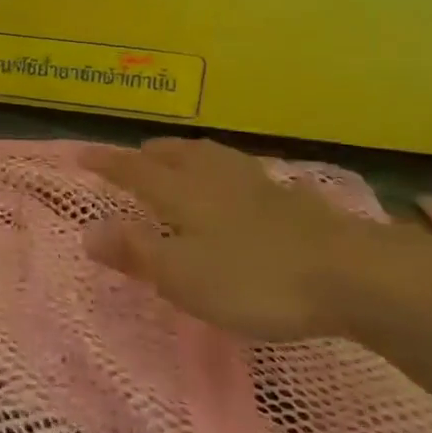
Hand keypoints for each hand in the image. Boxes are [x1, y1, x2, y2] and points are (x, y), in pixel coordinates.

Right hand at [80, 139, 380, 340]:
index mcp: (182, 193)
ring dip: (183, 154)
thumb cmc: (254, 278)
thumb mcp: (183, 276)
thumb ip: (135, 252)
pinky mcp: (287, 197)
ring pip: (208, 156)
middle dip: (147, 154)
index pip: (134, 171)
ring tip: (176, 159)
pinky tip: (232, 184)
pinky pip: (237, 169)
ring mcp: (254, 183)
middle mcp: (213, 177)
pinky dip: (218, 168)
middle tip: (132, 158)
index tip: (82, 154)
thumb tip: (88, 231)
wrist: (349, 273)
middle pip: (173, 154)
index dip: (106, 163)